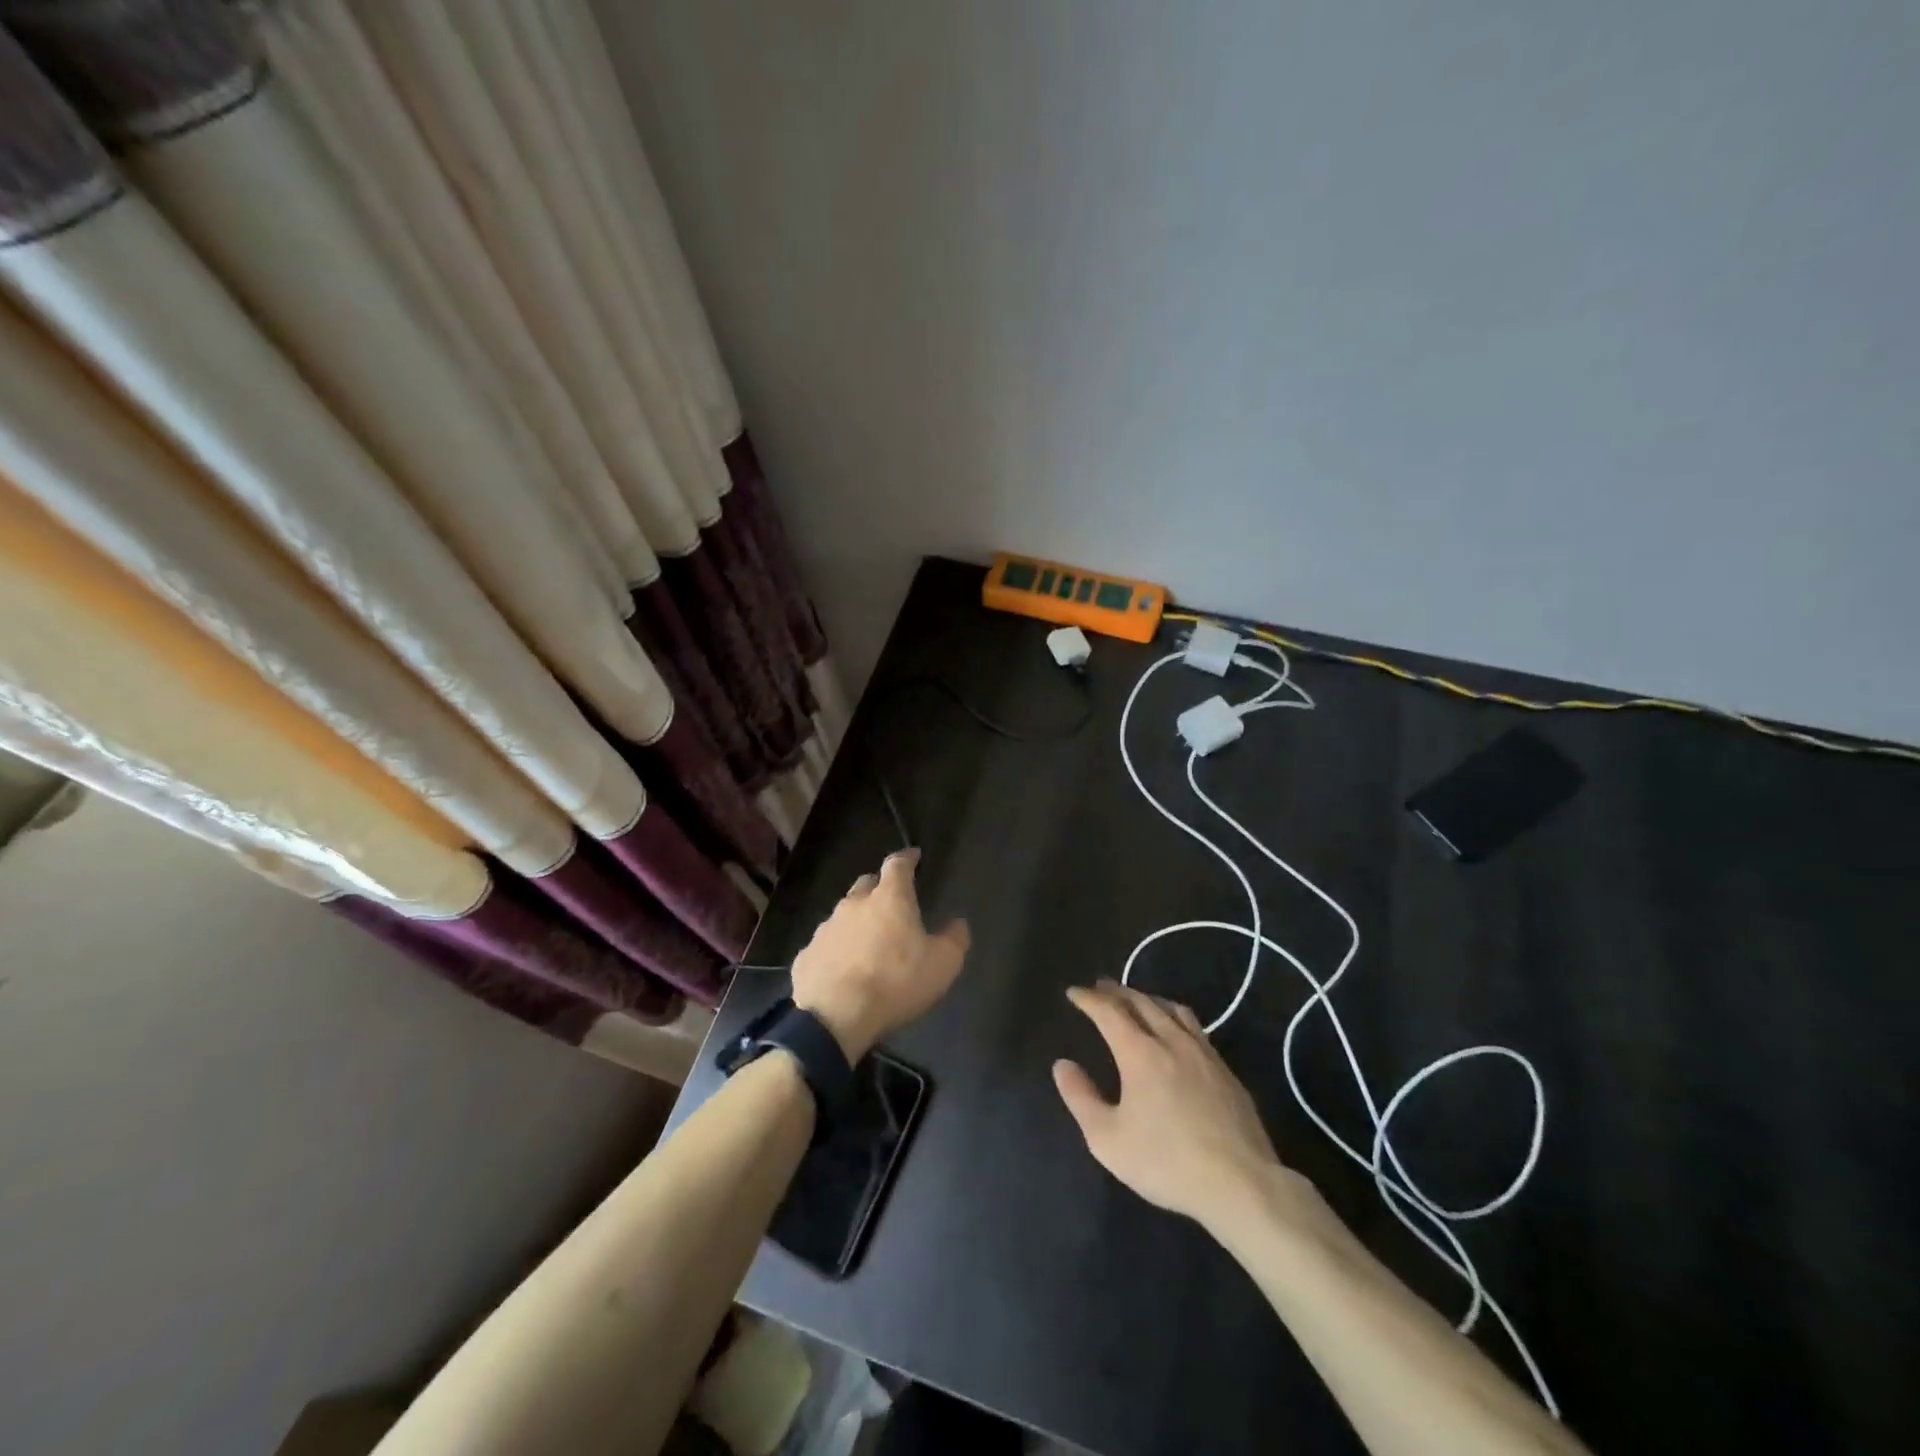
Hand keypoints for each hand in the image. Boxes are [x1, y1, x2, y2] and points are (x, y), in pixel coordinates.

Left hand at [790, 849, 968, 1060]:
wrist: (835, 1018)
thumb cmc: (896, 984)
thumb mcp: (942, 965)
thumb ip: (955, 939)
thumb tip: (958, 922)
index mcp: (890, 899)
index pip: (898, 865)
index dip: (907, 858)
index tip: (914, 855)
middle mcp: (854, 904)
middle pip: (866, 884)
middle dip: (879, 888)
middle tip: (891, 902)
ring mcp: (826, 928)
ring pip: (843, 915)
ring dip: (857, 921)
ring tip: (867, 942)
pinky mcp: (806, 955)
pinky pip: (826, 945)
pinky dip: (837, 951)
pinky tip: (843, 970)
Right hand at [1054, 980, 1294, 1230]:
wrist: (1240, 1184)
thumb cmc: (1166, 1162)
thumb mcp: (1108, 1139)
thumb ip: (1081, 1098)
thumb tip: (1062, 1065)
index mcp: (1140, 1053)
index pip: (1109, 1012)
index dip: (1089, 999)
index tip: (1074, 992)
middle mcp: (1172, 1041)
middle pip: (1141, 1003)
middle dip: (1117, 991)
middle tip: (1101, 986)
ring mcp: (1203, 1053)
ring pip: (1173, 1010)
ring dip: (1148, 998)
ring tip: (1137, 999)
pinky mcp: (1226, 1070)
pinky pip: (1195, 1027)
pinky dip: (1174, 1016)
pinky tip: (1177, 1031)